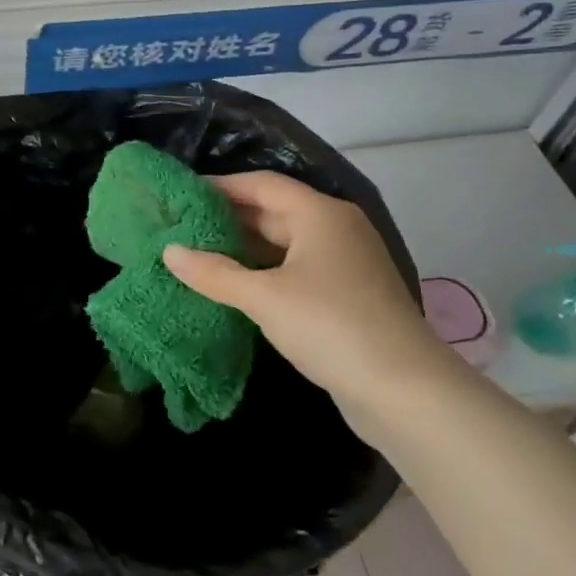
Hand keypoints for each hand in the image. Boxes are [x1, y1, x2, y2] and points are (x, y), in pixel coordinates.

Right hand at [162, 172, 451, 419]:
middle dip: (228, 219)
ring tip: (198, 256)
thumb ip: (214, 273)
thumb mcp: (264, 298)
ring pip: (284, 244)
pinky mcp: (347, 295)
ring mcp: (345, 263)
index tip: (181, 194)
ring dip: (244, 249)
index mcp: (319, 214)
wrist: (405, 391)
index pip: (261, 184)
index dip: (220, 186)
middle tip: (181, 227)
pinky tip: (235, 287)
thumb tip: (170, 251)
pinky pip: (296, 270)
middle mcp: (335, 229)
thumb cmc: (330, 326)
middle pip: (273, 211)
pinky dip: (264, 273)